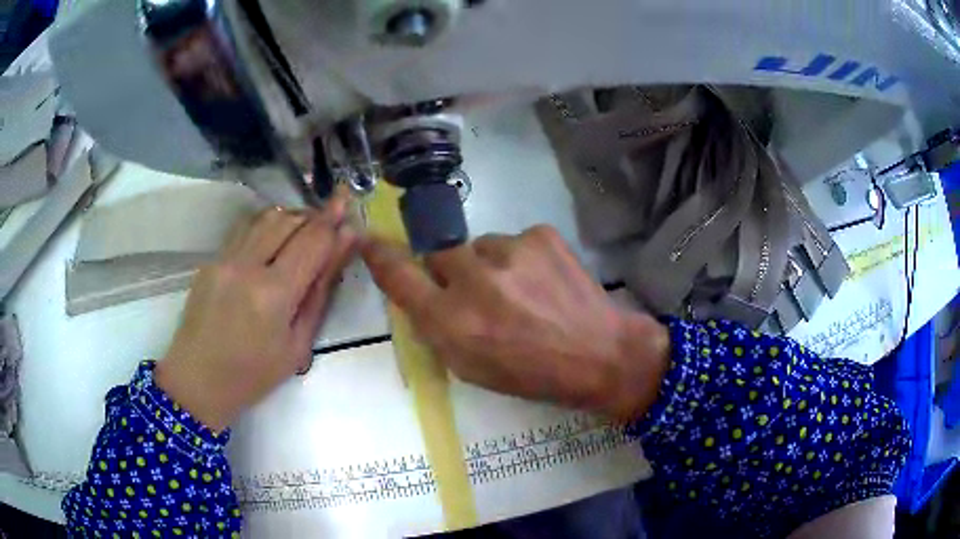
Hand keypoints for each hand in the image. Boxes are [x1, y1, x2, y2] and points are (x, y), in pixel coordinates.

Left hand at [155, 190, 357, 430]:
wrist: (198, 380)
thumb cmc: (254, 374)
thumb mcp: (298, 344)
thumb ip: (321, 291)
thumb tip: (345, 244)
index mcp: (274, 294)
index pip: (313, 240)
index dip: (334, 220)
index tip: (348, 204)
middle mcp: (248, 265)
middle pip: (289, 219)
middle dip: (315, 216)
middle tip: (330, 223)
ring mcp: (225, 258)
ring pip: (266, 217)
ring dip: (291, 218)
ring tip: (304, 233)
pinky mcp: (212, 259)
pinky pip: (245, 228)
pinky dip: (267, 227)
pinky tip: (274, 242)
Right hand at [362, 225, 669, 420]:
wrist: (601, 354)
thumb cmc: (532, 373)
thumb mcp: (471, 366)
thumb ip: (437, 327)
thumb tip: (421, 292)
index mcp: (453, 322)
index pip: (401, 278)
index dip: (381, 257)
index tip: (369, 240)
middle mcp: (474, 280)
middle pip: (439, 252)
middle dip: (451, 269)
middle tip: (481, 291)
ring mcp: (510, 251)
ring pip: (480, 246)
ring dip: (491, 265)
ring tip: (524, 293)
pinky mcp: (540, 234)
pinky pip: (514, 241)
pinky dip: (521, 259)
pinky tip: (544, 283)